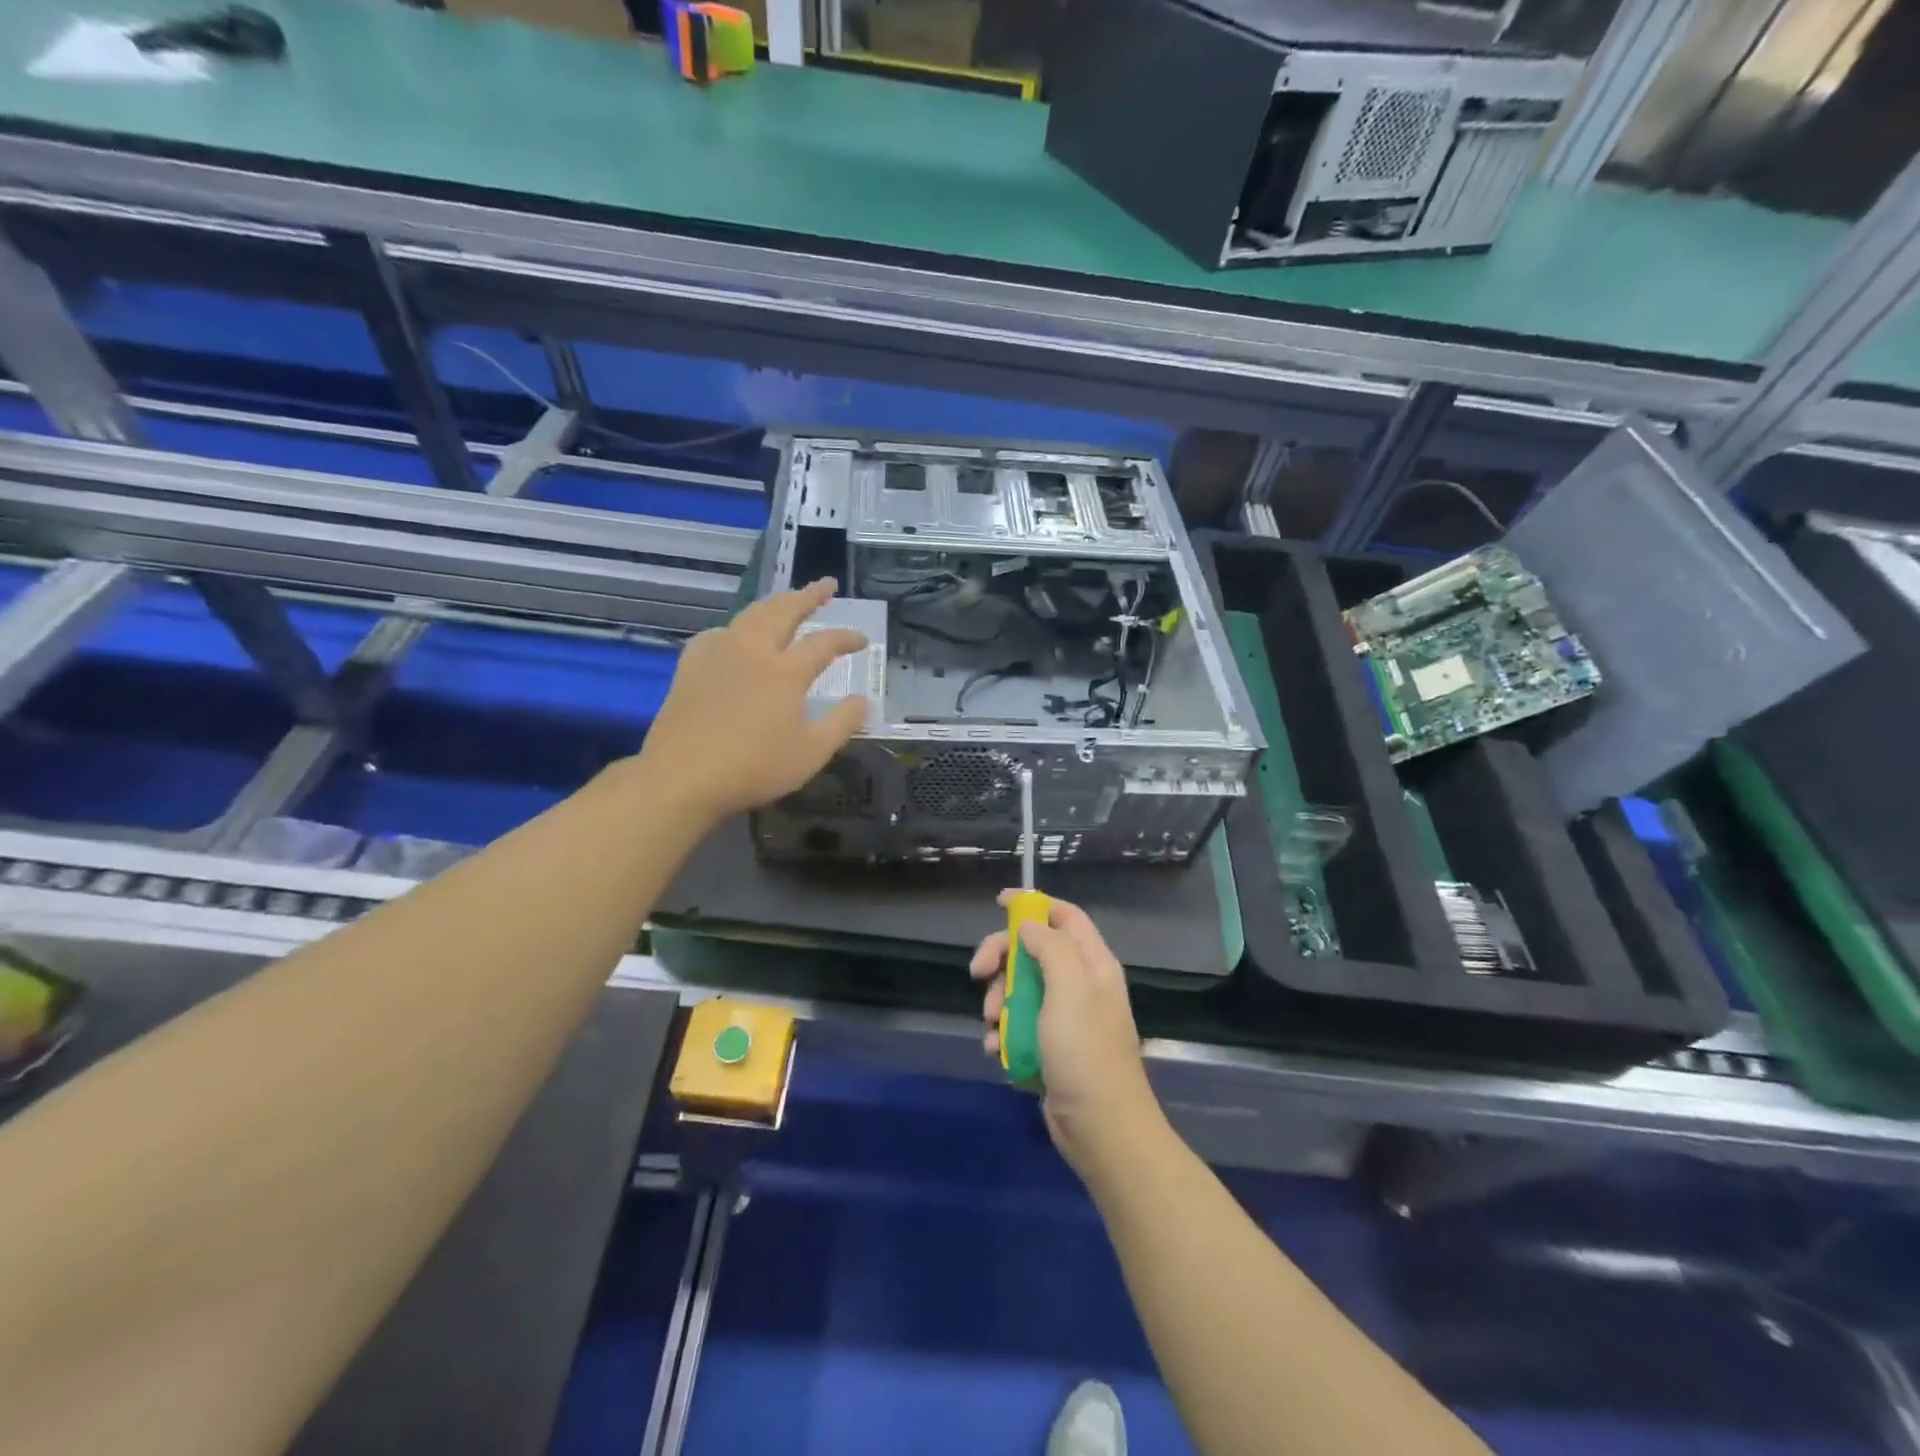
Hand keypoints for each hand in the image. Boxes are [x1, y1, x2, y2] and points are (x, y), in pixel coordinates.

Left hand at [639, 578, 867, 823]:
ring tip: (787, 600)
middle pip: (784, 611)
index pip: (825, 643)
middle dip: (809, 595)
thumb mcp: (811, 753)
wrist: (683, 777)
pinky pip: (719, 632)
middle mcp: (754, 651)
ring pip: (751, 615)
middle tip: (827, 585)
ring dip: (774, 603)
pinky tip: (736, 635)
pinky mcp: (691, 666)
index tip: (862, 641)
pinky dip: (737, 627)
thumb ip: (842, 723)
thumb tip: (863, 701)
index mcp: (786, 672)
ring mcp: (719, 654)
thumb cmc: (754, 768)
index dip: (847, 638)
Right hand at [970, 894, 1162, 1179]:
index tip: (999, 903)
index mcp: (1092, 963)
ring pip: (1019, 988)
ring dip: (998, 1001)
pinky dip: (1003, 1032)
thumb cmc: (1085, 1052)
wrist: (1101, 1129)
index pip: (1064, 916)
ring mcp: (1064, 1017)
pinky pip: (1018, 1025)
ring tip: (993, 1024)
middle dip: (1002, 959)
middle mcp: (1079, 984)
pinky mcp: (1049, 1047)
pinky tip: (996, 1049)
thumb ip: (1050, 947)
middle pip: (1032, 950)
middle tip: (978, 972)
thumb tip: (1029, 925)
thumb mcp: (1070, 989)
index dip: (1033, 905)